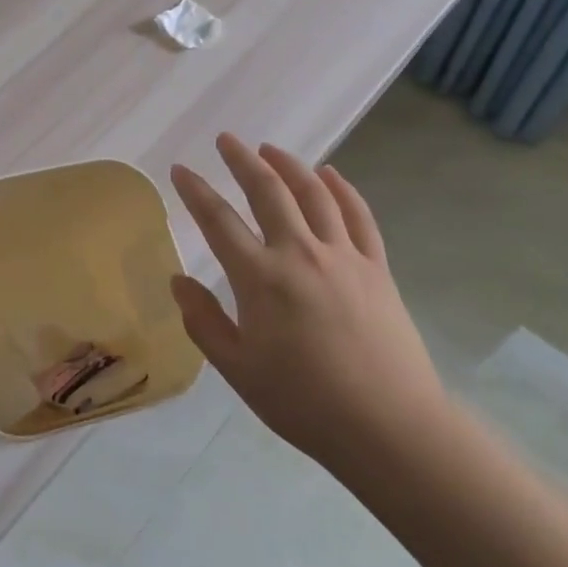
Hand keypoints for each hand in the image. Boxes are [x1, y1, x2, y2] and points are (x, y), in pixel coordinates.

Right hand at [170, 135, 445, 468]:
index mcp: (261, 279)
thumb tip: (178, 280)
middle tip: (226, 140)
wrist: (389, 426)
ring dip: (289, 164)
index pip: (219, 221)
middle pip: (268, 191)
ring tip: (270, 149)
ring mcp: (344, 256)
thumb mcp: (239, 371)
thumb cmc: (305, 403)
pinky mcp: (377, 267)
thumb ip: (204, 322)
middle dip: (243, 160)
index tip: (180, 169)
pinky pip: (358, 215)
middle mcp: (301, 253)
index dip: (196, 191)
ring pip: (314, 193)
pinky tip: (330, 174)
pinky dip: (342, 189)